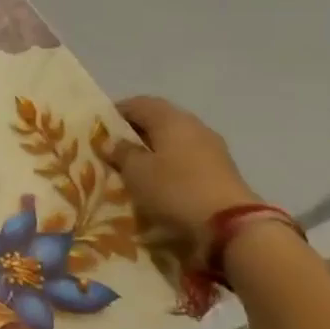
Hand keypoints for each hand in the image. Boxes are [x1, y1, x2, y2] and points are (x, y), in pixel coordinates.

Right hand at [112, 96, 263, 253]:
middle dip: (134, 131)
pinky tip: (158, 179)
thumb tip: (111, 141)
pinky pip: (186, 157)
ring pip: (174, 139)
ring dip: (153, 148)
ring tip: (133, 165)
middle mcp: (194, 126)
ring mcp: (212, 147)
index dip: (116, 112)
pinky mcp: (220, 169)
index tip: (98, 128)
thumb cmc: (174, 189)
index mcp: (171, 119)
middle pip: (158, 119)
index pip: (138, 103)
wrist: (230, 225)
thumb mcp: (136, 171)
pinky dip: (169, 162)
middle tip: (113, 147)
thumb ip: (121, 152)